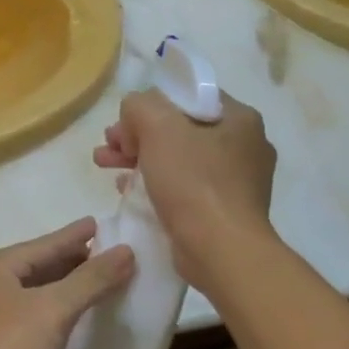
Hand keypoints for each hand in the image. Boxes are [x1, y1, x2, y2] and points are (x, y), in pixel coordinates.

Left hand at [0, 220, 133, 348]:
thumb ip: (90, 281)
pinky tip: (54, 323)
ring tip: (83, 285)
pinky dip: (39, 312)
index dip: (73, 236)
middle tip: (99, 256)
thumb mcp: (53, 312)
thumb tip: (126, 250)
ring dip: (53, 288)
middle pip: (31, 266)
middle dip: (65, 262)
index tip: (97, 223)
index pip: (43, 244)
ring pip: (22, 292)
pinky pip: (15, 316)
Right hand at [93, 89, 277, 291]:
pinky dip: (154, 182)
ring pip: (177, 157)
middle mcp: (244, 146)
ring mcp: (236, 181)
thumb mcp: (157, 126)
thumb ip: (139, 105)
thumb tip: (135, 116)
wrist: (221, 252)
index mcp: (239, 118)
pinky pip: (182, 185)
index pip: (187, 96)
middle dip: (137, 134)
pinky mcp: (223, 210)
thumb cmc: (194, 181)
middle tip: (108, 144)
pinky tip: (126, 188)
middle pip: (178, 128)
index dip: (150, 104)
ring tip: (104, 164)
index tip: (124, 122)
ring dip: (139, 157)